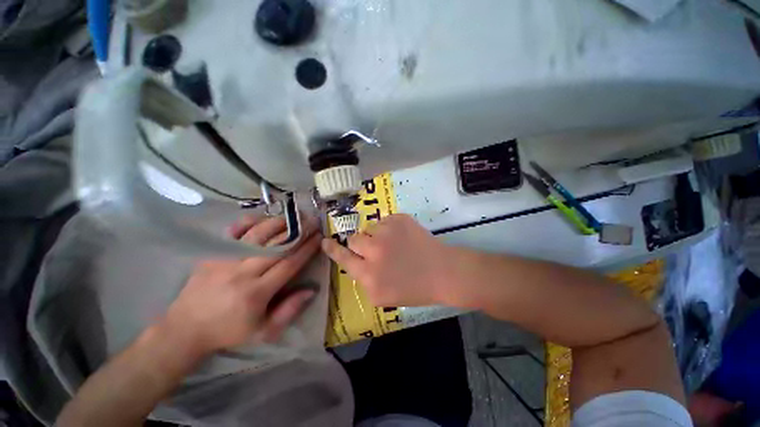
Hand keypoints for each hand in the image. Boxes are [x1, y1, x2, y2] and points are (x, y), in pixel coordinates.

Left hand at [163, 215, 320, 357]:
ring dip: (278, 224)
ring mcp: (226, 260)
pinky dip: (249, 223)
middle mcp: (243, 272)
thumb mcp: (264, 332)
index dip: (306, 249)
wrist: (185, 329)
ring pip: (257, 235)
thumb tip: (311, 290)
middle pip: (277, 246)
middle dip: (298, 232)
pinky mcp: (213, 254)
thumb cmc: (228, 331)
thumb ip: (289, 311)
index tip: (318, 237)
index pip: (289, 264)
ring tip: (293, 218)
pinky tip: (262, 218)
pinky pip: (233, 233)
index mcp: (257, 292)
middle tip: (312, 222)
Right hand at [321, 214, 453, 306]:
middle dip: (361, 244)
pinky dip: (390, 228)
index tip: (325, 241)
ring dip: (377, 236)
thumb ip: (364, 280)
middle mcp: (374, 251)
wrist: (442, 272)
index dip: (332, 249)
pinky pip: (385, 221)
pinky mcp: (399, 219)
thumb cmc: (414, 289)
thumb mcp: (382, 296)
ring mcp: (387, 232)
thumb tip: (356, 262)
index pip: (343, 257)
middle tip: (375, 249)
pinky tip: (404, 238)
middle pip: (354, 239)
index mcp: (369, 275)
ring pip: (370, 228)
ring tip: (394, 244)